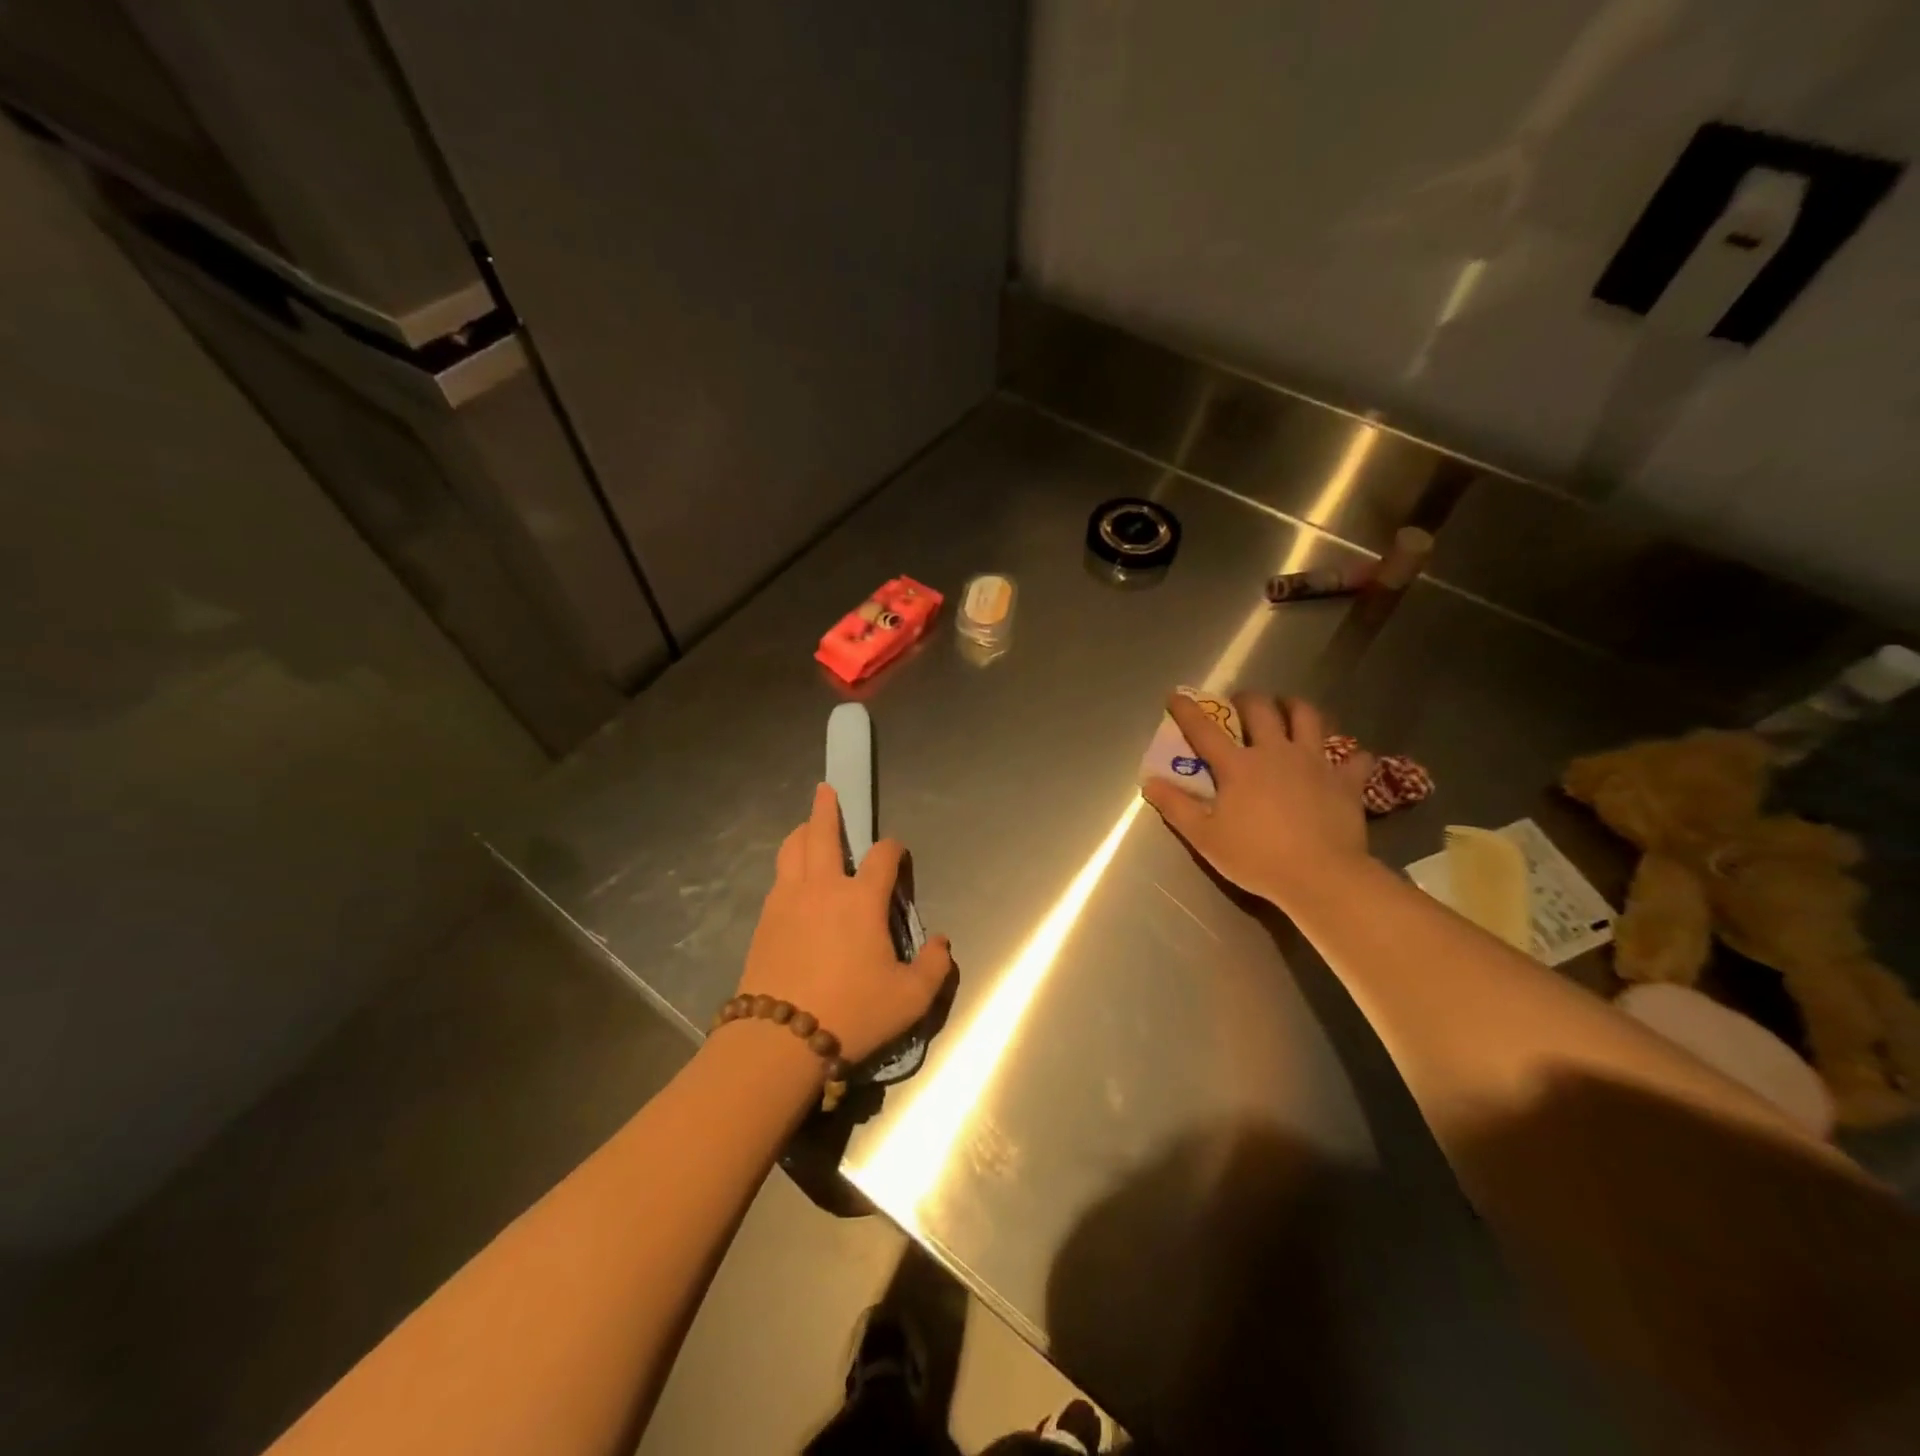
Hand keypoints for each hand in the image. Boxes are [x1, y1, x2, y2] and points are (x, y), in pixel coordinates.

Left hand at [735, 784, 953, 1064]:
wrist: (778, 1040)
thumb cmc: (852, 1014)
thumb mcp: (910, 999)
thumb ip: (934, 967)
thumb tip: (940, 942)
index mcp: (860, 900)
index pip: (882, 857)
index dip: (893, 849)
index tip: (897, 853)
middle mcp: (822, 888)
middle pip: (821, 834)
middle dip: (827, 810)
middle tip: (826, 791)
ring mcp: (787, 901)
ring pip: (791, 851)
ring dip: (802, 833)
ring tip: (807, 828)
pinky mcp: (764, 920)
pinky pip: (778, 879)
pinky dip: (788, 866)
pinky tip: (793, 879)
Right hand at [1142, 692, 1373, 908]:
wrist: (1320, 876)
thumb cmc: (1256, 857)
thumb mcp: (1204, 837)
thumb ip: (1176, 806)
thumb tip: (1150, 782)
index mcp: (1238, 766)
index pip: (1204, 730)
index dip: (1186, 711)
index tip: (1175, 696)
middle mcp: (1275, 752)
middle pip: (1261, 709)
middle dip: (1247, 699)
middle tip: (1241, 703)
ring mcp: (1314, 763)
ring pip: (1308, 717)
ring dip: (1296, 708)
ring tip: (1290, 710)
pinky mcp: (1345, 781)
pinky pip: (1355, 758)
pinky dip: (1349, 756)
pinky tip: (1345, 761)